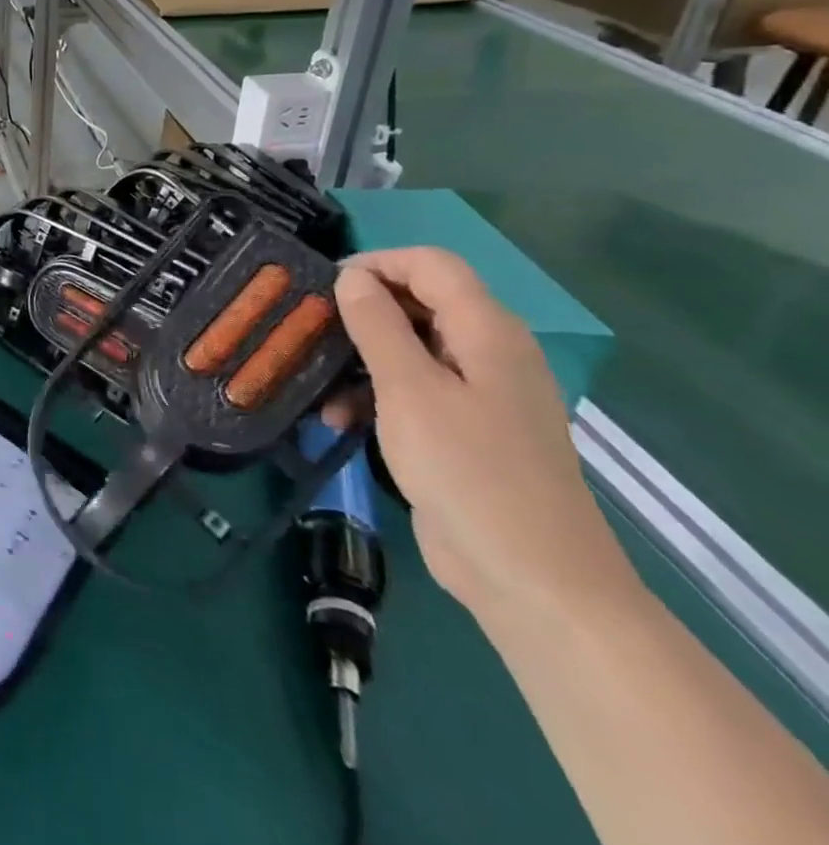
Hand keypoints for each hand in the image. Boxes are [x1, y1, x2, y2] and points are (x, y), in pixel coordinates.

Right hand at [334, 249, 638, 629]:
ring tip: (319, 386)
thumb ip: (378, 325)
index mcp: (487, 331)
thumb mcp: (409, 390)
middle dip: (360, 312)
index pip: (430, 264)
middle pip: (418, 303)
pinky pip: (414, 389)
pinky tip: (338, 420)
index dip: (376, 264)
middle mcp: (488, 352)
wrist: (533, 580)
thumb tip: (352, 277)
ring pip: (409, 348)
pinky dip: (375, 395)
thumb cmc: (469, 471)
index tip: (324, 289)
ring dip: (360, 360)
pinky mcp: (465, 430)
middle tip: (311, 332)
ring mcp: (479, 394)